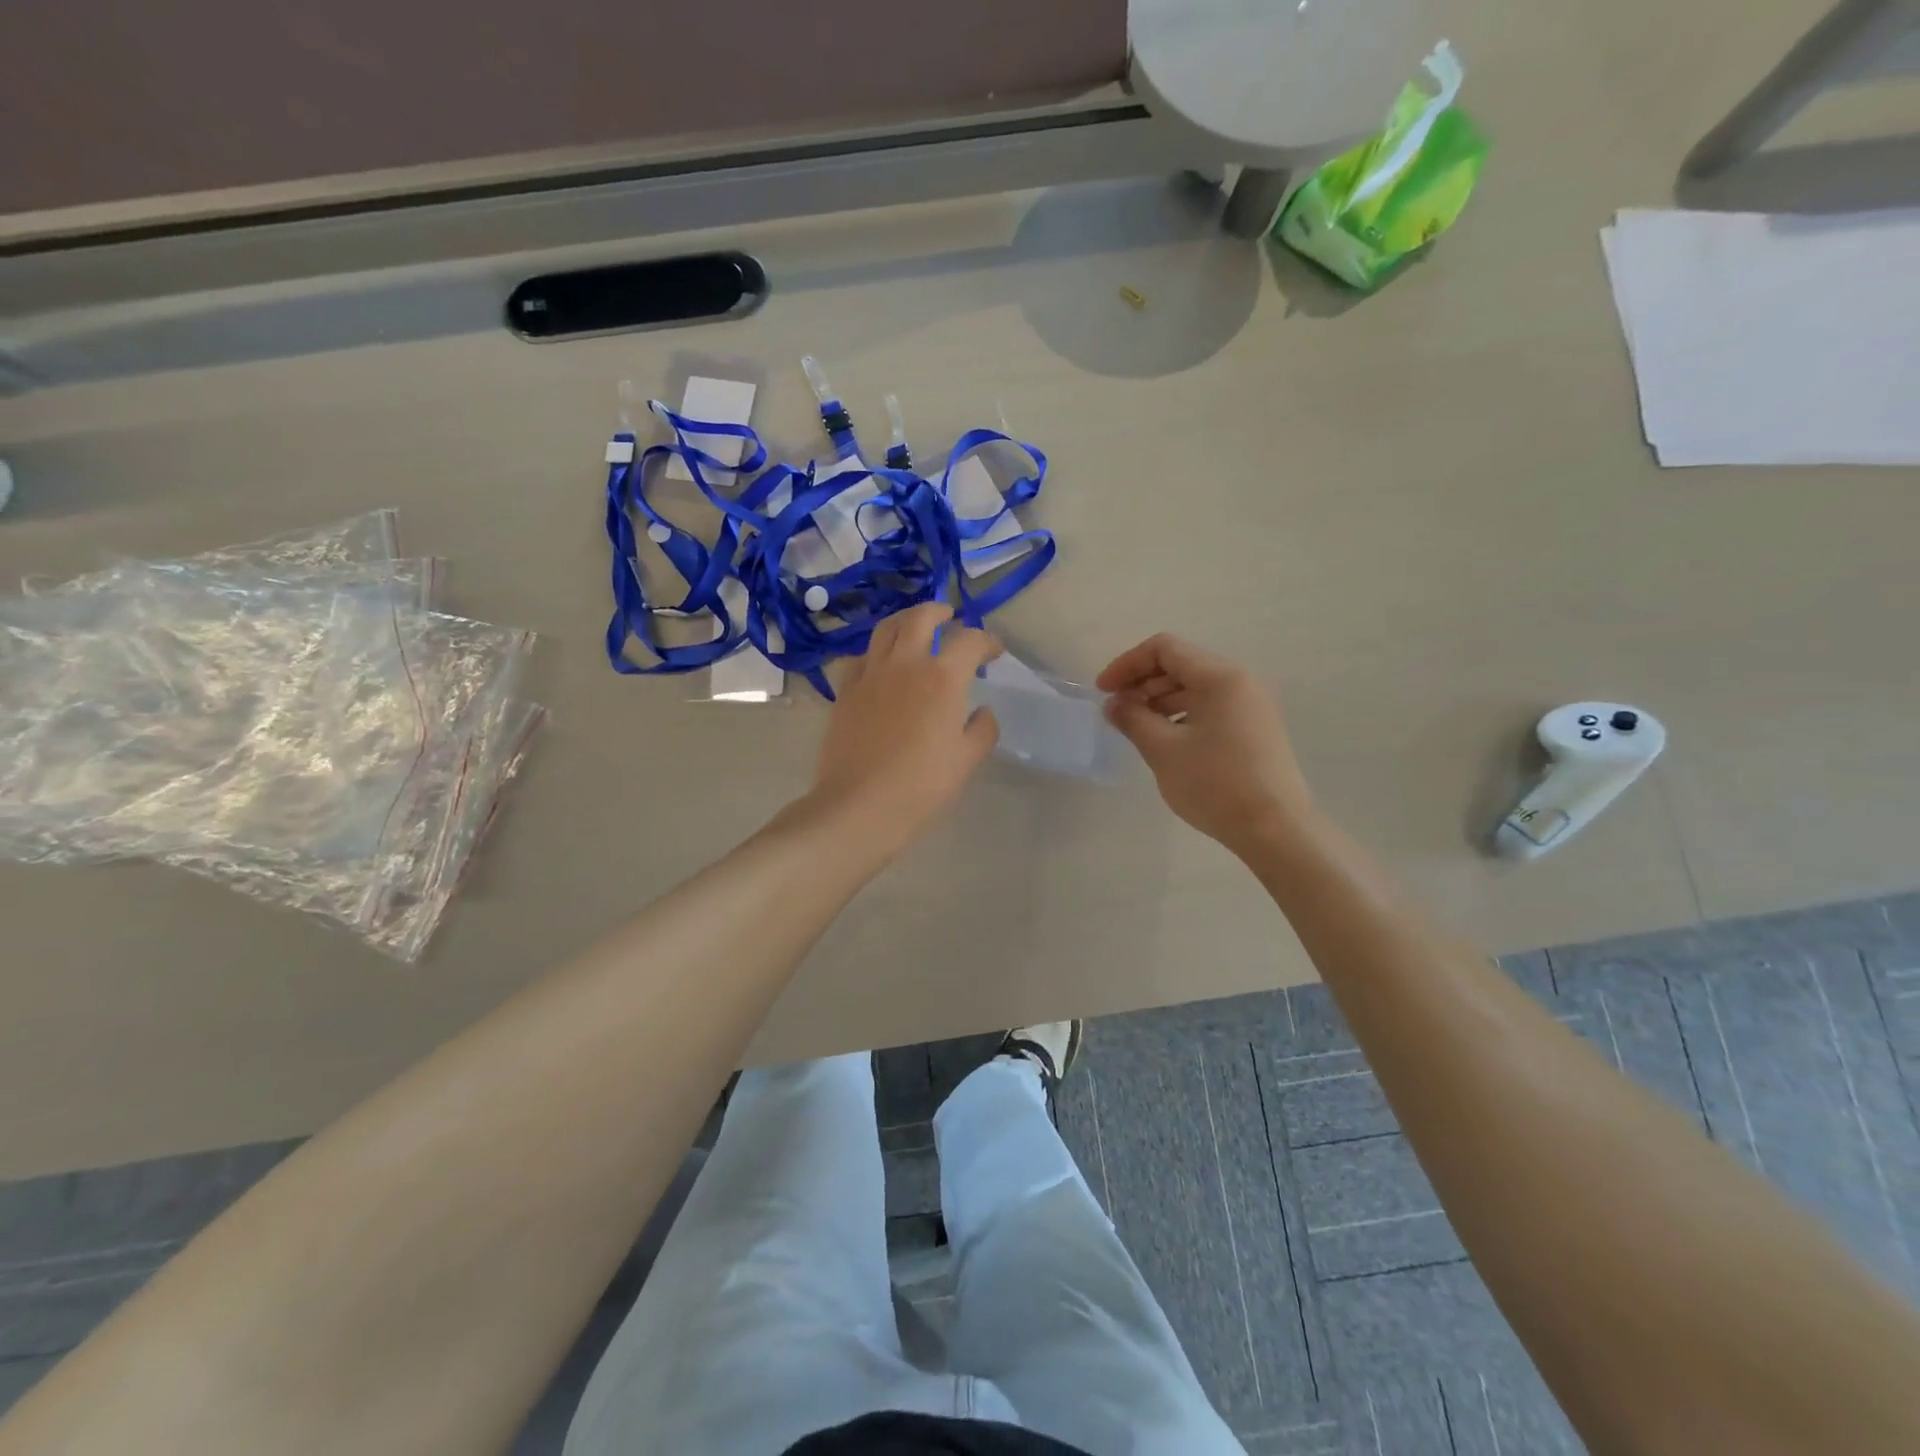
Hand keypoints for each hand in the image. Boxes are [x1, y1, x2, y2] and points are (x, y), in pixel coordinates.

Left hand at [806, 602, 1000, 853]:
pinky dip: (874, 653)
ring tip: (914, 630)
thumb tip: (981, 712)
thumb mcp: (967, 760)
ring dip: (905, 622)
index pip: (970, 640)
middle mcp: (905, 663)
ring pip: (885, 629)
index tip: (994, 652)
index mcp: (943, 677)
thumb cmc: (921, 785)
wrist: (859, 805)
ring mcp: (870, 674)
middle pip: (921, 617)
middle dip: (940, 612)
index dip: (987, 641)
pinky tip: (879, 667)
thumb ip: (982, 729)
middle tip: (950, 619)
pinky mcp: (845, 691)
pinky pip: (859, 657)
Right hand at [1097, 634, 1314, 854]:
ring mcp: (1252, 705)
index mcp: (1220, 677)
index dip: (1127, 664)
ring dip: (1160, 700)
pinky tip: (1166, 741)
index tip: (1103, 692)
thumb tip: (1113, 704)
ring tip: (1137, 728)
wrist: (1275, 830)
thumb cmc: (1216, 785)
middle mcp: (1240, 681)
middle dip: (1143, 683)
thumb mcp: (1164, 750)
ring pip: (1196, 687)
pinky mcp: (1255, 728)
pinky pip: (1211, 707)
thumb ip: (1133, 719)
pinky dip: (1182, 714)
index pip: (1164, 649)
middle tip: (1117, 712)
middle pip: (1181, 665)